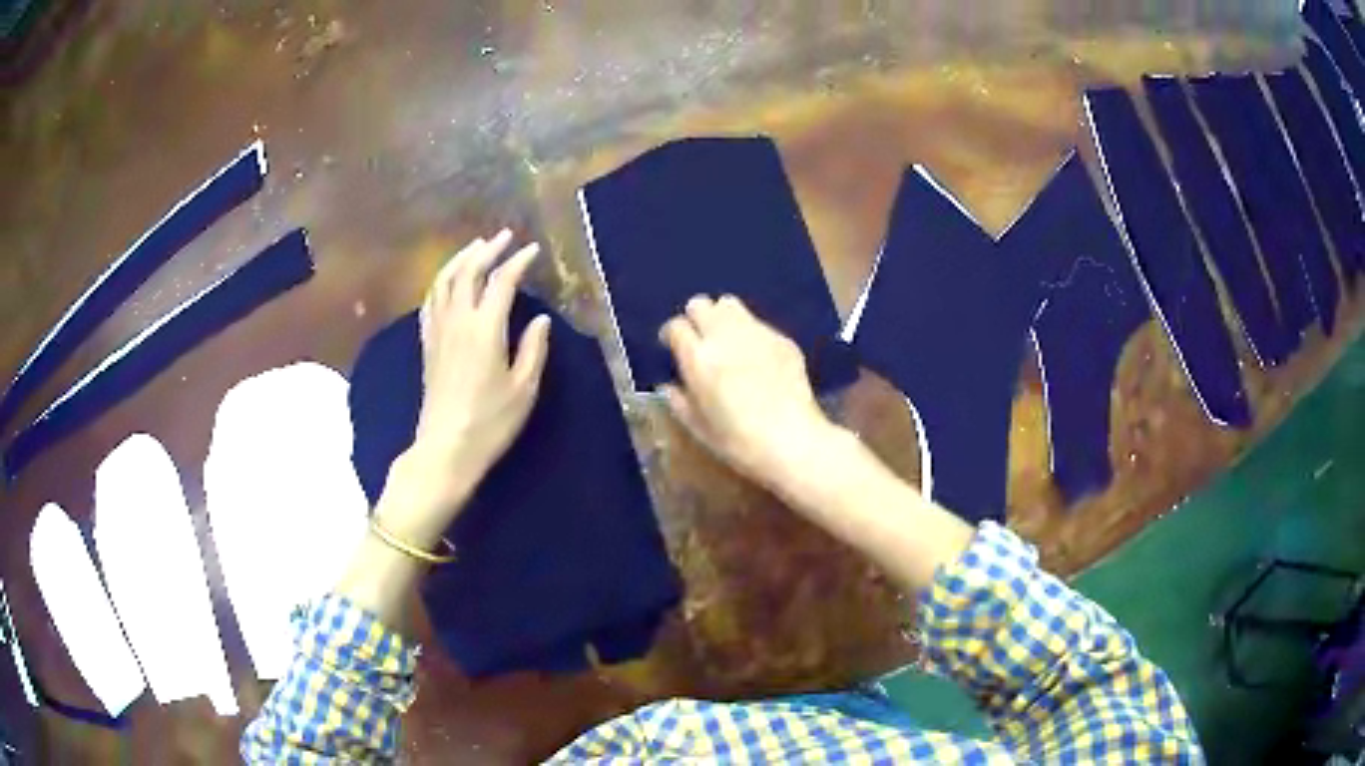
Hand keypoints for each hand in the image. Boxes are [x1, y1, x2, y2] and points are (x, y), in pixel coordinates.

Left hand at [379, 230, 550, 544]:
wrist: (445, 448)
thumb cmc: (490, 422)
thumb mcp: (524, 389)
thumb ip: (533, 349)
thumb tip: (539, 319)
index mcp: (485, 329)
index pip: (501, 281)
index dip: (518, 261)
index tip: (532, 250)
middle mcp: (458, 321)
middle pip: (468, 271)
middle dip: (487, 249)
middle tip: (504, 237)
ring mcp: (438, 331)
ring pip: (444, 281)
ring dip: (460, 259)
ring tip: (475, 248)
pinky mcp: (427, 345)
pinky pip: (430, 302)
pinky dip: (441, 283)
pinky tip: (447, 282)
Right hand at [659, 295, 837, 490]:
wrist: (793, 441)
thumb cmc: (738, 442)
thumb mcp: (698, 428)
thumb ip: (679, 401)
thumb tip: (669, 386)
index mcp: (699, 358)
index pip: (676, 326)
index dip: (671, 335)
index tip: (673, 348)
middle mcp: (725, 335)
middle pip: (701, 304)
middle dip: (696, 318)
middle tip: (700, 341)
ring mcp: (757, 333)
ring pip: (730, 304)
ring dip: (722, 318)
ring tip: (727, 341)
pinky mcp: (782, 339)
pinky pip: (758, 324)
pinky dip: (750, 333)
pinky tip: (757, 359)